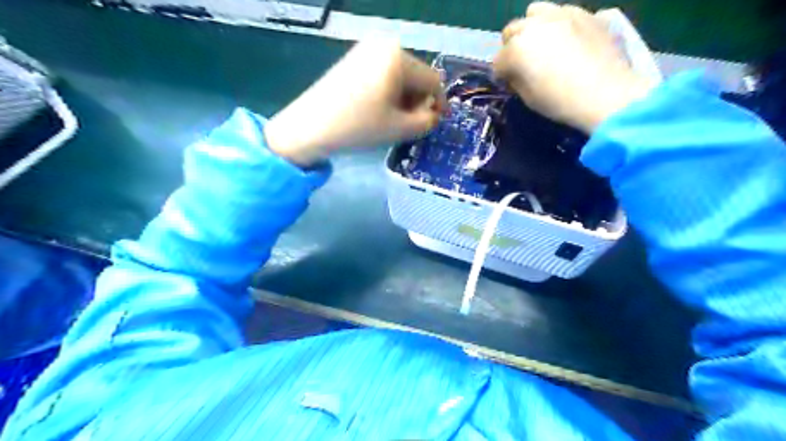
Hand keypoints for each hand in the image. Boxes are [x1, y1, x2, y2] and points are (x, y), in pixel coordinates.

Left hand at [265, 39, 444, 166]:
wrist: (310, 126)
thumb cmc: (359, 126)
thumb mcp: (400, 128)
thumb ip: (427, 121)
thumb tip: (433, 114)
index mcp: (398, 57)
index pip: (432, 80)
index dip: (439, 103)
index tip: (437, 122)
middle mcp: (384, 45)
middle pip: (416, 76)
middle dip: (418, 101)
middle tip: (411, 124)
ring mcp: (366, 50)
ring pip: (400, 76)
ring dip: (404, 98)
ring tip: (393, 120)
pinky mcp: (354, 59)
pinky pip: (383, 74)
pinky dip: (388, 92)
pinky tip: (379, 109)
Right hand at [489, 1, 658, 132]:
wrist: (606, 94)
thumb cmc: (560, 101)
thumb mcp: (528, 97)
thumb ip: (516, 80)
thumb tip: (515, 74)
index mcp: (516, 49)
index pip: (498, 61)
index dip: (502, 74)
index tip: (510, 84)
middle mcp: (534, 25)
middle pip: (512, 31)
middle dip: (512, 47)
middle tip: (524, 64)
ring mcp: (562, 14)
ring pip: (535, 12)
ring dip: (533, 28)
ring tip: (544, 44)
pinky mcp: (586, 13)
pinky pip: (564, 12)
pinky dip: (559, 25)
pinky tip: (569, 41)